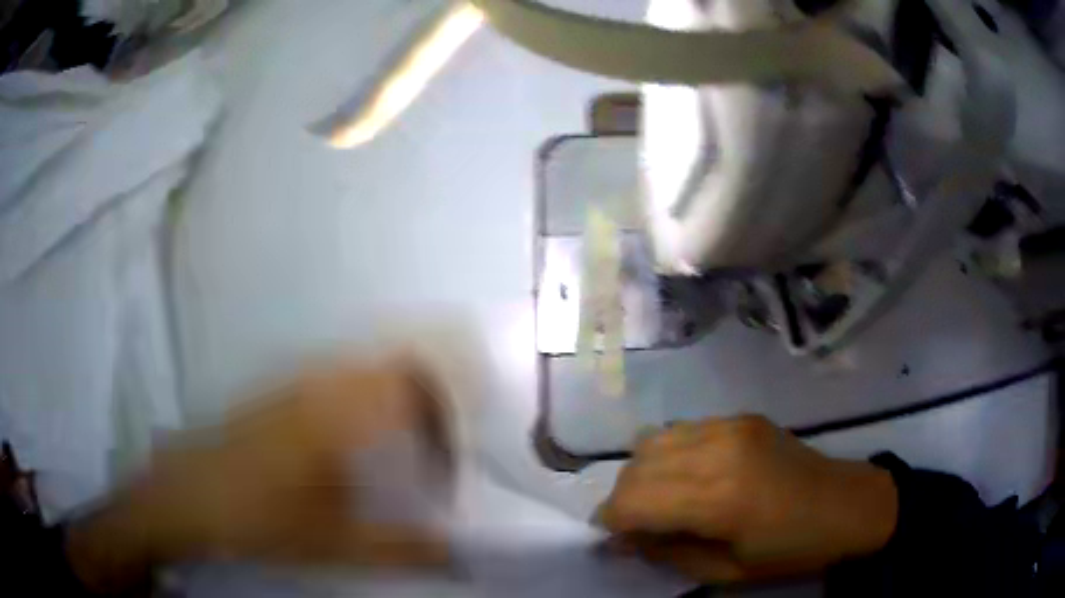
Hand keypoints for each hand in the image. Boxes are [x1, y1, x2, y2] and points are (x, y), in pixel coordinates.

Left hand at [66, 360, 452, 592]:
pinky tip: (368, 430)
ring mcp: (296, 385)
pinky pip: (338, 376)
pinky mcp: (279, 393)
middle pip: (394, 367)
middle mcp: (321, 387)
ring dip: (400, 391)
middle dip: (434, 394)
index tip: (466, 448)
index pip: (414, 392)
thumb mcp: (334, 544)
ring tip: (421, 431)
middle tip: (452, 436)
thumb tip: (462, 554)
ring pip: (365, 367)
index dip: (450, 413)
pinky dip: (368, 392)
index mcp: (338, 418)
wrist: (186, 496)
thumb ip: (402, 548)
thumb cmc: (259, 520)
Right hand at [597, 416, 897, 583]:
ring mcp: (732, 426)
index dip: (610, 520)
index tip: (609, 537)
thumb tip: (625, 539)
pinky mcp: (741, 417)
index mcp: (721, 499)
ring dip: (641, 472)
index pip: (634, 501)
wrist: (845, 504)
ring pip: (654, 440)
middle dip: (622, 498)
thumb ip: (669, 554)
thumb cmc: (790, 550)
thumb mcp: (726, 572)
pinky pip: (683, 429)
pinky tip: (686, 475)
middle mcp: (721, 451)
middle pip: (637, 466)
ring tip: (656, 498)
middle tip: (633, 524)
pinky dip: (668, 453)